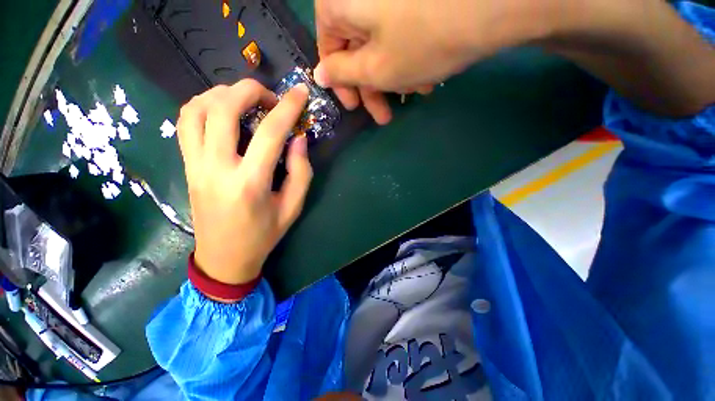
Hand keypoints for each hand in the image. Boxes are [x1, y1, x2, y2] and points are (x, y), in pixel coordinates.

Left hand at [177, 80, 311, 285]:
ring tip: (238, 101)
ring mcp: (195, 165)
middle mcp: (216, 169)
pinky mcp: (187, 165)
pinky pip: (184, 123)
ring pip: (196, 109)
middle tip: (265, 99)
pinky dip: (200, 105)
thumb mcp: (291, 210)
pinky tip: (217, 111)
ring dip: (220, 94)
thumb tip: (298, 137)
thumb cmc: (258, 238)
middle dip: (249, 90)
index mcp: (248, 185)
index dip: (288, 105)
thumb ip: (301, 171)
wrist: (221, 260)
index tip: (300, 91)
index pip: (269, 132)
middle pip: (223, 108)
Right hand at [313, 0, 547, 123]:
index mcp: (337, 6)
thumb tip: (322, 74)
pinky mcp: (412, 0)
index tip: (358, 109)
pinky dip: (410, 50)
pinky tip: (430, 72)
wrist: (485, 10)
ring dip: (397, 70)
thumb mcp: (377, 68)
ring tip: (419, 92)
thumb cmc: (423, 41)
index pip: (329, 50)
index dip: (343, 84)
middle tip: (388, 113)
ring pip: (382, 38)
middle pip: (358, 44)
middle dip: (376, 82)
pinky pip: (401, 26)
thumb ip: (344, 75)